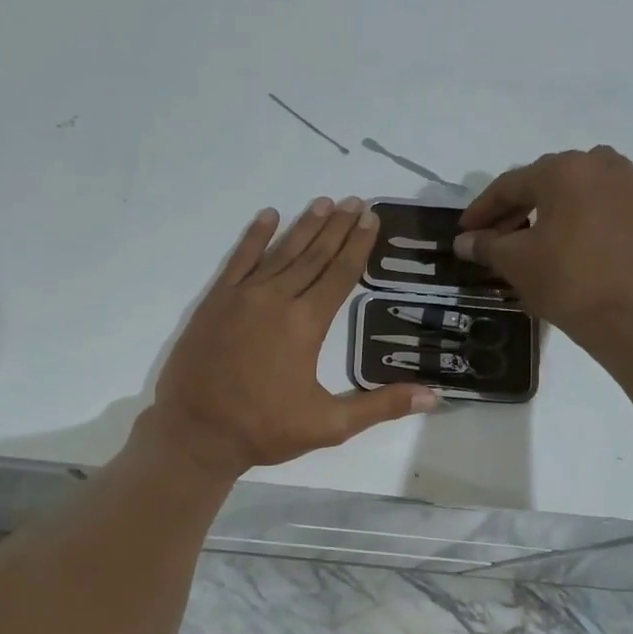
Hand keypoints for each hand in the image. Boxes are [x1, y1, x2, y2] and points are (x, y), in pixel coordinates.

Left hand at [148, 197, 438, 476]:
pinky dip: (254, 236)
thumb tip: (435, 396)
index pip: (340, 274)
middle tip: (354, 201)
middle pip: (314, 255)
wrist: (196, 432)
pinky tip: (268, 216)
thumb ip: (381, 406)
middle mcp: (276, 299)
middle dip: (337, 227)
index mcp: (306, 324)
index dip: (358, 245)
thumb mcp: (330, 425)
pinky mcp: (215, 301)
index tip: (371, 218)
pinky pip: (238, 259)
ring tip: (323, 203)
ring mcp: (242, 296)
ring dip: (303, 226)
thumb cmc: (264, 429)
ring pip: (280, 252)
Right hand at [453, 147, 632, 362]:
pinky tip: (572, 250)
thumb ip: (486, 245)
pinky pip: (605, 211)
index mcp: (565, 170)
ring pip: (579, 194)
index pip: (510, 185)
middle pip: (547, 183)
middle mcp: (602, 166)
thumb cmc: (568, 281)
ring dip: (552, 212)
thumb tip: (464, 241)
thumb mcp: (516, 263)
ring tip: (534, 240)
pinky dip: (583, 224)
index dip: (482, 210)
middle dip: (517, 209)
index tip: (464, 231)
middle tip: (495, 236)